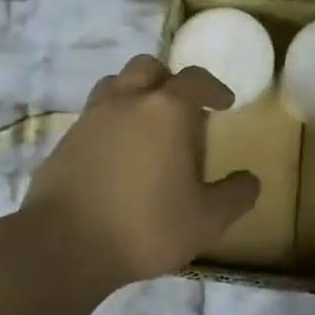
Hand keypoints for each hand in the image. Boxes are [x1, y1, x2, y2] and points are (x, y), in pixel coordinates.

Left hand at [18, 55, 260, 287]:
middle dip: (169, 80)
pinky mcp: (64, 141)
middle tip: (182, 108)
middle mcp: (126, 101)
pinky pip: (93, 116)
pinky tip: (117, 154)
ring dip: (135, 94)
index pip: (195, 79)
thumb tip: (250, 180)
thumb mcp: (206, 220)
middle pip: (149, 67)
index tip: (224, 103)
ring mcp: (90, 118)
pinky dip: (110, 122)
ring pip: (115, 85)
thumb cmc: (145, 227)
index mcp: (166, 111)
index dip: (213, 87)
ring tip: (146, 124)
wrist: (64, 246)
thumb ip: (235, 196)